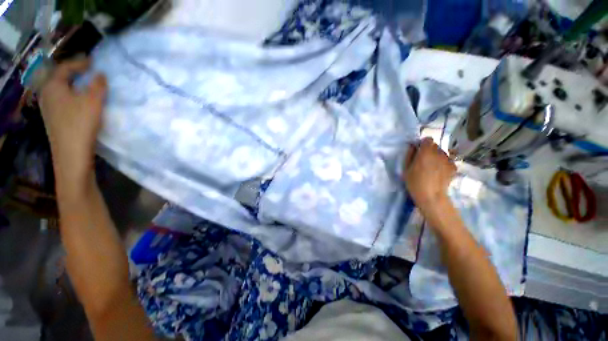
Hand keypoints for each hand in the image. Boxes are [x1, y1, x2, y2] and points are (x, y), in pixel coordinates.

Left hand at [39, 58, 106, 196]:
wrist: (71, 154)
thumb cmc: (80, 123)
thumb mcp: (93, 101)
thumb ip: (98, 85)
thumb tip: (100, 74)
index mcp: (53, 86)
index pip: (65, 68)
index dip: (79, 63)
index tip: (93, 62)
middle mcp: (47, 95)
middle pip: (60, 78)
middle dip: (74, 73)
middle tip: (89, 72)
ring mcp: (49, 109)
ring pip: (61, 90)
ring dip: (73, 86)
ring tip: (86, 86)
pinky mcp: (54, 120)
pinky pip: (62, 101)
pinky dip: (72, 97)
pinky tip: (80, 102)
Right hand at [403, 137, 456, 211]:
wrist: (431, 196)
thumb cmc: (415, 182)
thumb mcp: (406, 168)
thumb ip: (409, 154)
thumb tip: (412, 146)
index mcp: (426, 152)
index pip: (428, 139)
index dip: (423, 144)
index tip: (419, 151)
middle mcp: (439, 153)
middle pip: (435, 146)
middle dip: (429, 150)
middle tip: (424, 161)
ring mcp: (448, 160)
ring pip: (442, 153)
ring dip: (437, 157)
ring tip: (432, 168)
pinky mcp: (454, 167)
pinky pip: (448, 161)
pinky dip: (444, 164)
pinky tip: (439, 172)